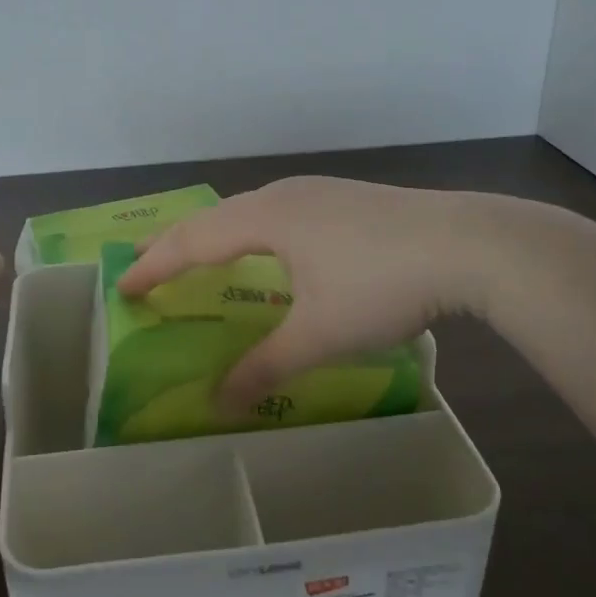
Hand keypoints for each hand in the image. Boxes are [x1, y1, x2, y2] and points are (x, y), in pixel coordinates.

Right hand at [116, 177, 487, 410]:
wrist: (472, 244)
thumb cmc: (383, 284)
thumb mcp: (320, 335)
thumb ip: (266, 367)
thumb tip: (220, 403)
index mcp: (265, 218)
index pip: (192, 240)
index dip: (154, 265)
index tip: (123, 286)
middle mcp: (285, 196)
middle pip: (215, 218)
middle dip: (177, 244)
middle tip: (147, 267)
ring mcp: (320, 193)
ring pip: (249, 211)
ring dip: (217, 235)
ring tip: (200, 256)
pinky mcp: (348, 200)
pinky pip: (279, 213)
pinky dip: (252, 233)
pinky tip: (271, 252)